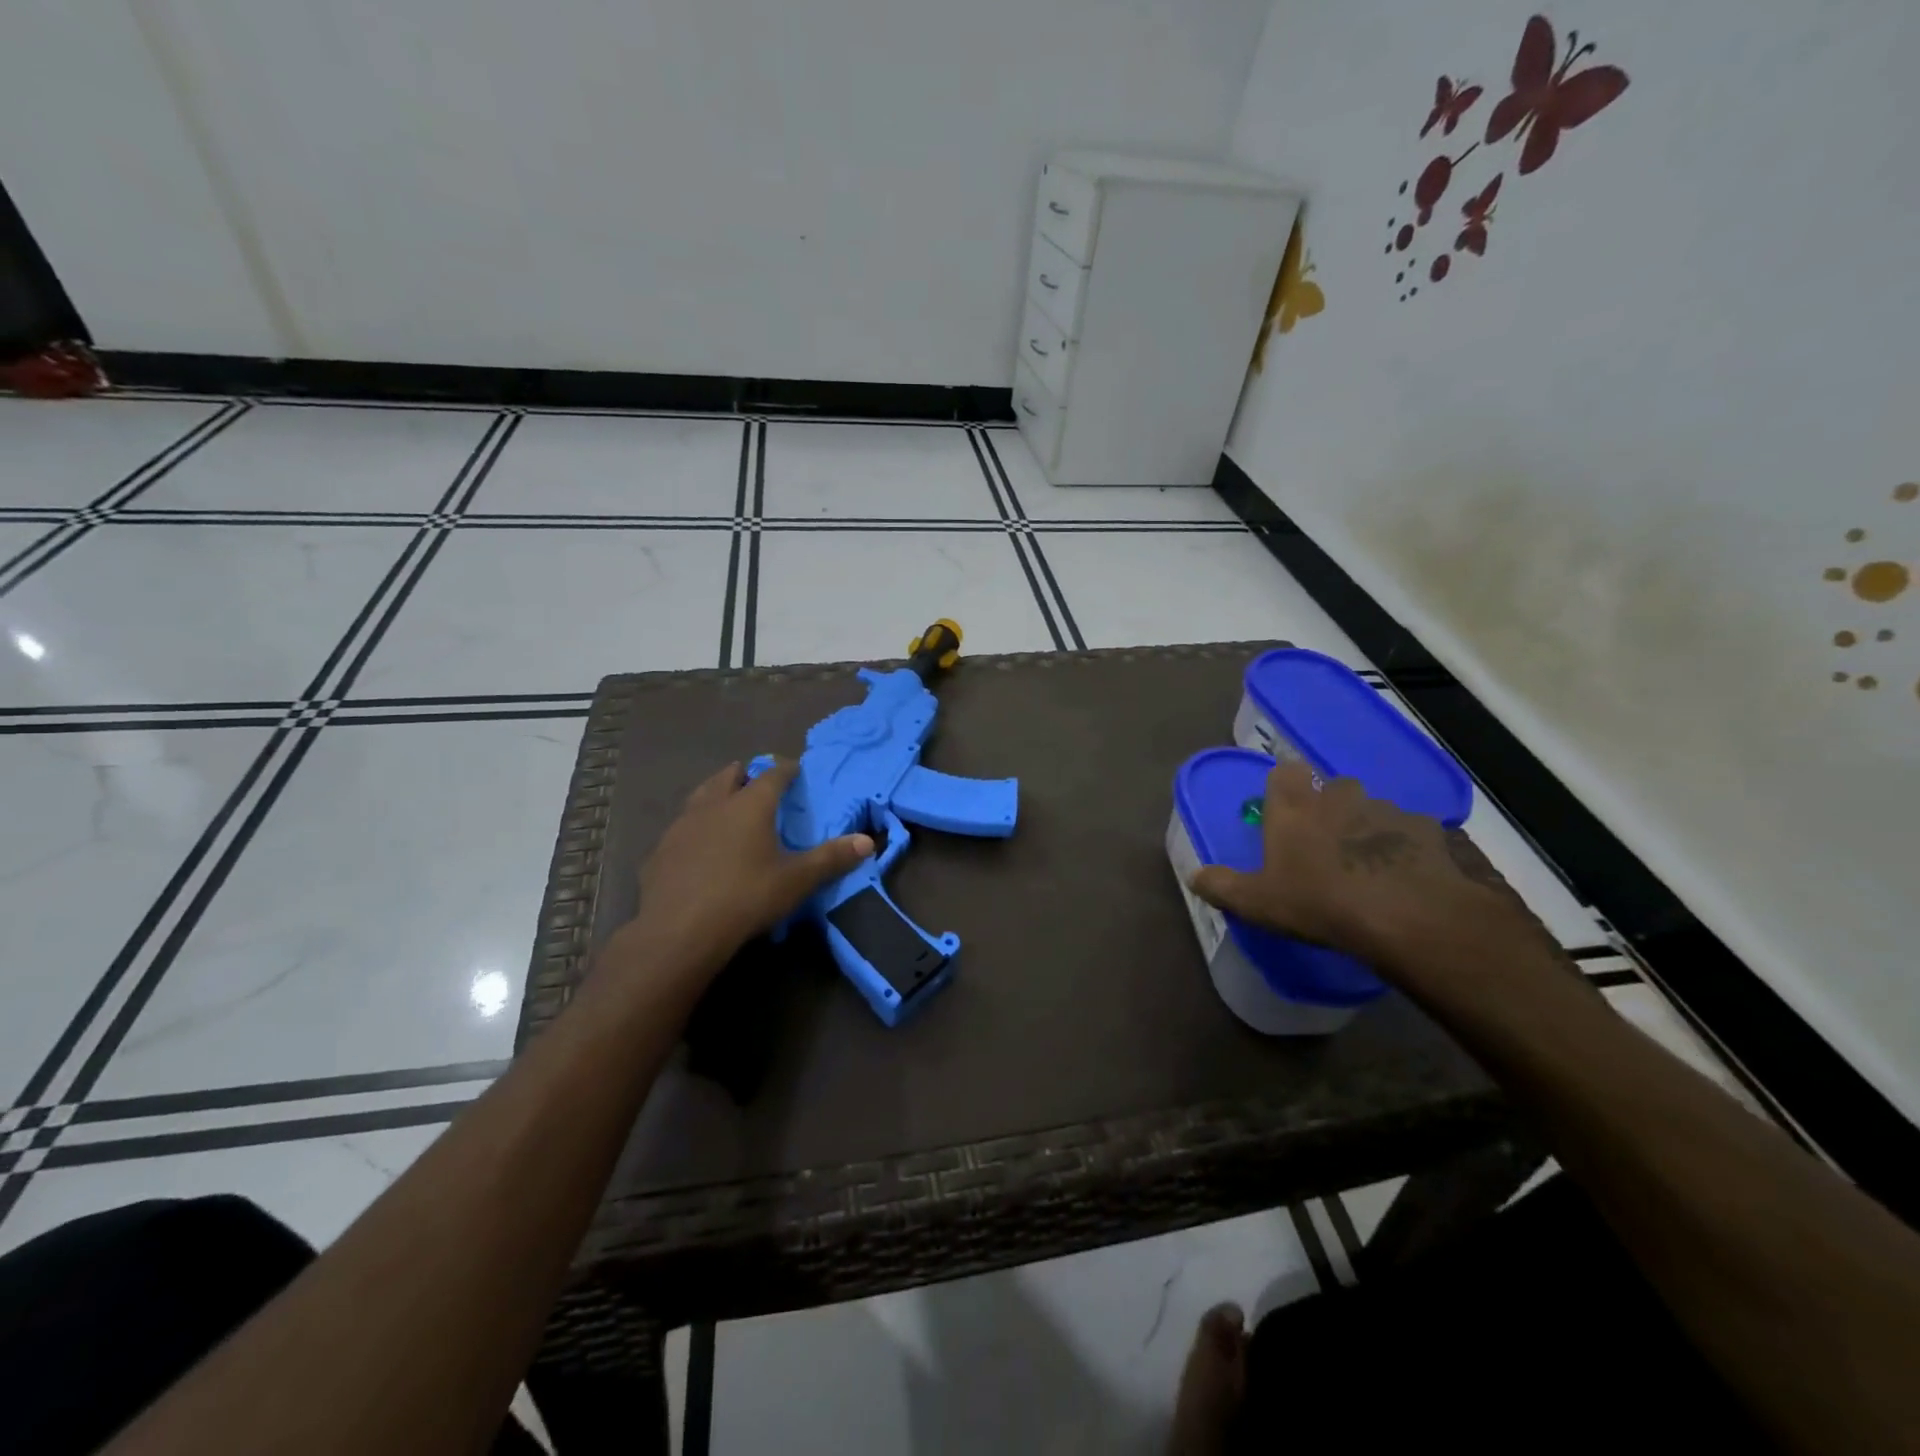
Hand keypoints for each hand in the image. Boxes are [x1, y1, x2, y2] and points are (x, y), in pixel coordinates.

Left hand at [623, 759, 873, 979]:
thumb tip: (868, 841)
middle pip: (728, 777)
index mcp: (750, 806)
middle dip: (744, 774)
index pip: (772, 775)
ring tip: (725, 805)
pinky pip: (681, 828)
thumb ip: (831, 858)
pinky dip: (694, 827)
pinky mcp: (660, 851)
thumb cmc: (746, 897)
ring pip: (700, 797)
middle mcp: (714, 806)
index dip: (785, 769)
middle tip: (755, 780)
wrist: (678, 932)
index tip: (795, 768)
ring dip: (715, 795)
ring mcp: (681, 827)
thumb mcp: (796, 880)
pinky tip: (697, 846)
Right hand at [1188, 761, 1533, 974]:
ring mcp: (1390, 810)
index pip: (1284, 772)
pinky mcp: (1432, 830)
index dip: (1283, 789)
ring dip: (1369, 831)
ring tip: (1372, 870)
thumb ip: (1222, 886)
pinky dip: (1409, 850)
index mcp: (1296, 806)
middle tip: (1325, 849)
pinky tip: (1410, 881)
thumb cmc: (1320, 902)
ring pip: (1373, 811)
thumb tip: (1194, 877)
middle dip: (1329, 811)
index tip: (1283, 815)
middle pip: (1332, 789)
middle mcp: (1341, 796)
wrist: (1411, 916)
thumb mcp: (1258, 902)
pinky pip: (1414, 834)